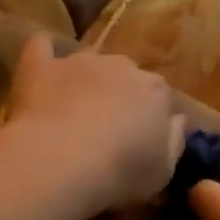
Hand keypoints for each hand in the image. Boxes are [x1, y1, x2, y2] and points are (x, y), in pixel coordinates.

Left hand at [4, 35, 185, 215]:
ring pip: (90, 63)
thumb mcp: (163, 171)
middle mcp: (122, 66)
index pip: (161, 96)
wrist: (62, 161)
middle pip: (126, 75)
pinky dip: (44, 54)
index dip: (151, 116)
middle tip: (106, 127)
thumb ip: (174, 141)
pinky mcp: (42, 67)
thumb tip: (177, 120)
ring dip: (87, 80)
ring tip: (74, 109)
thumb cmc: (121, 172)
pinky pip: (42, 47)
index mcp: (156, 92)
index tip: (141, 139)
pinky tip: (43, 66)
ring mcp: (80, 62)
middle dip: (120, 94)